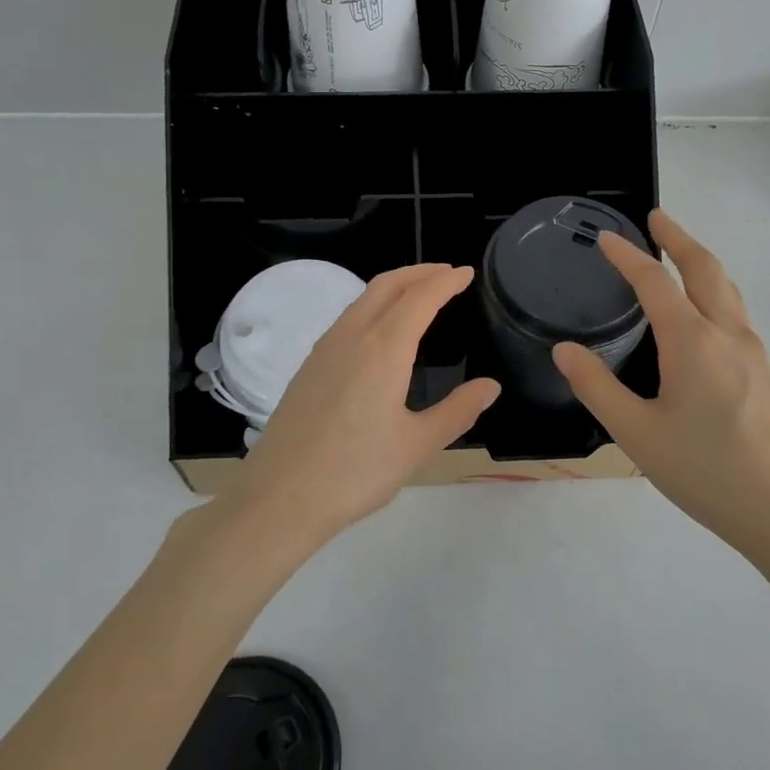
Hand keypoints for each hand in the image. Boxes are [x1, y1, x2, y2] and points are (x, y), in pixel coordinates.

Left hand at [220, 263, 500, 546]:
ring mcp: (324, 350)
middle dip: (419, 272)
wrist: (280, 496)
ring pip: (362, 299)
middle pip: (387, 285)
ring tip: (418, 295)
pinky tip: (380, 331)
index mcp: (383, 349)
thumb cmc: (356, 472)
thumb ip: (457, 411)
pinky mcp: (308, 367)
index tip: (466, 273)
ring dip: (394, 287)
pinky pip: (346, 319)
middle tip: (447, 274)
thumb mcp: (417, 445)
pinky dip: (372, 307)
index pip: (420, 298)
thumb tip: (490, 387)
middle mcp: (351, 337)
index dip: (445, 281)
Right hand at [553, 211, 769, 554]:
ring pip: (727, 288)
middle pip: (704, 268)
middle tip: (655, 218)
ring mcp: (753, 352)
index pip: (654, 283)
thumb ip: (596, 388)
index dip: (627, 257)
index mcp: (693, 342)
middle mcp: (727, 334)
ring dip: (699, 261)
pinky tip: (702, 314)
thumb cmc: (706, 472)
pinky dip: (714, 290)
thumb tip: (565, 350)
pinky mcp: (765, 372)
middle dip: (677, 238)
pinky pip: (735, 312)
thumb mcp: (636, 433)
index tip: (606, 238)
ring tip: (677, 254)